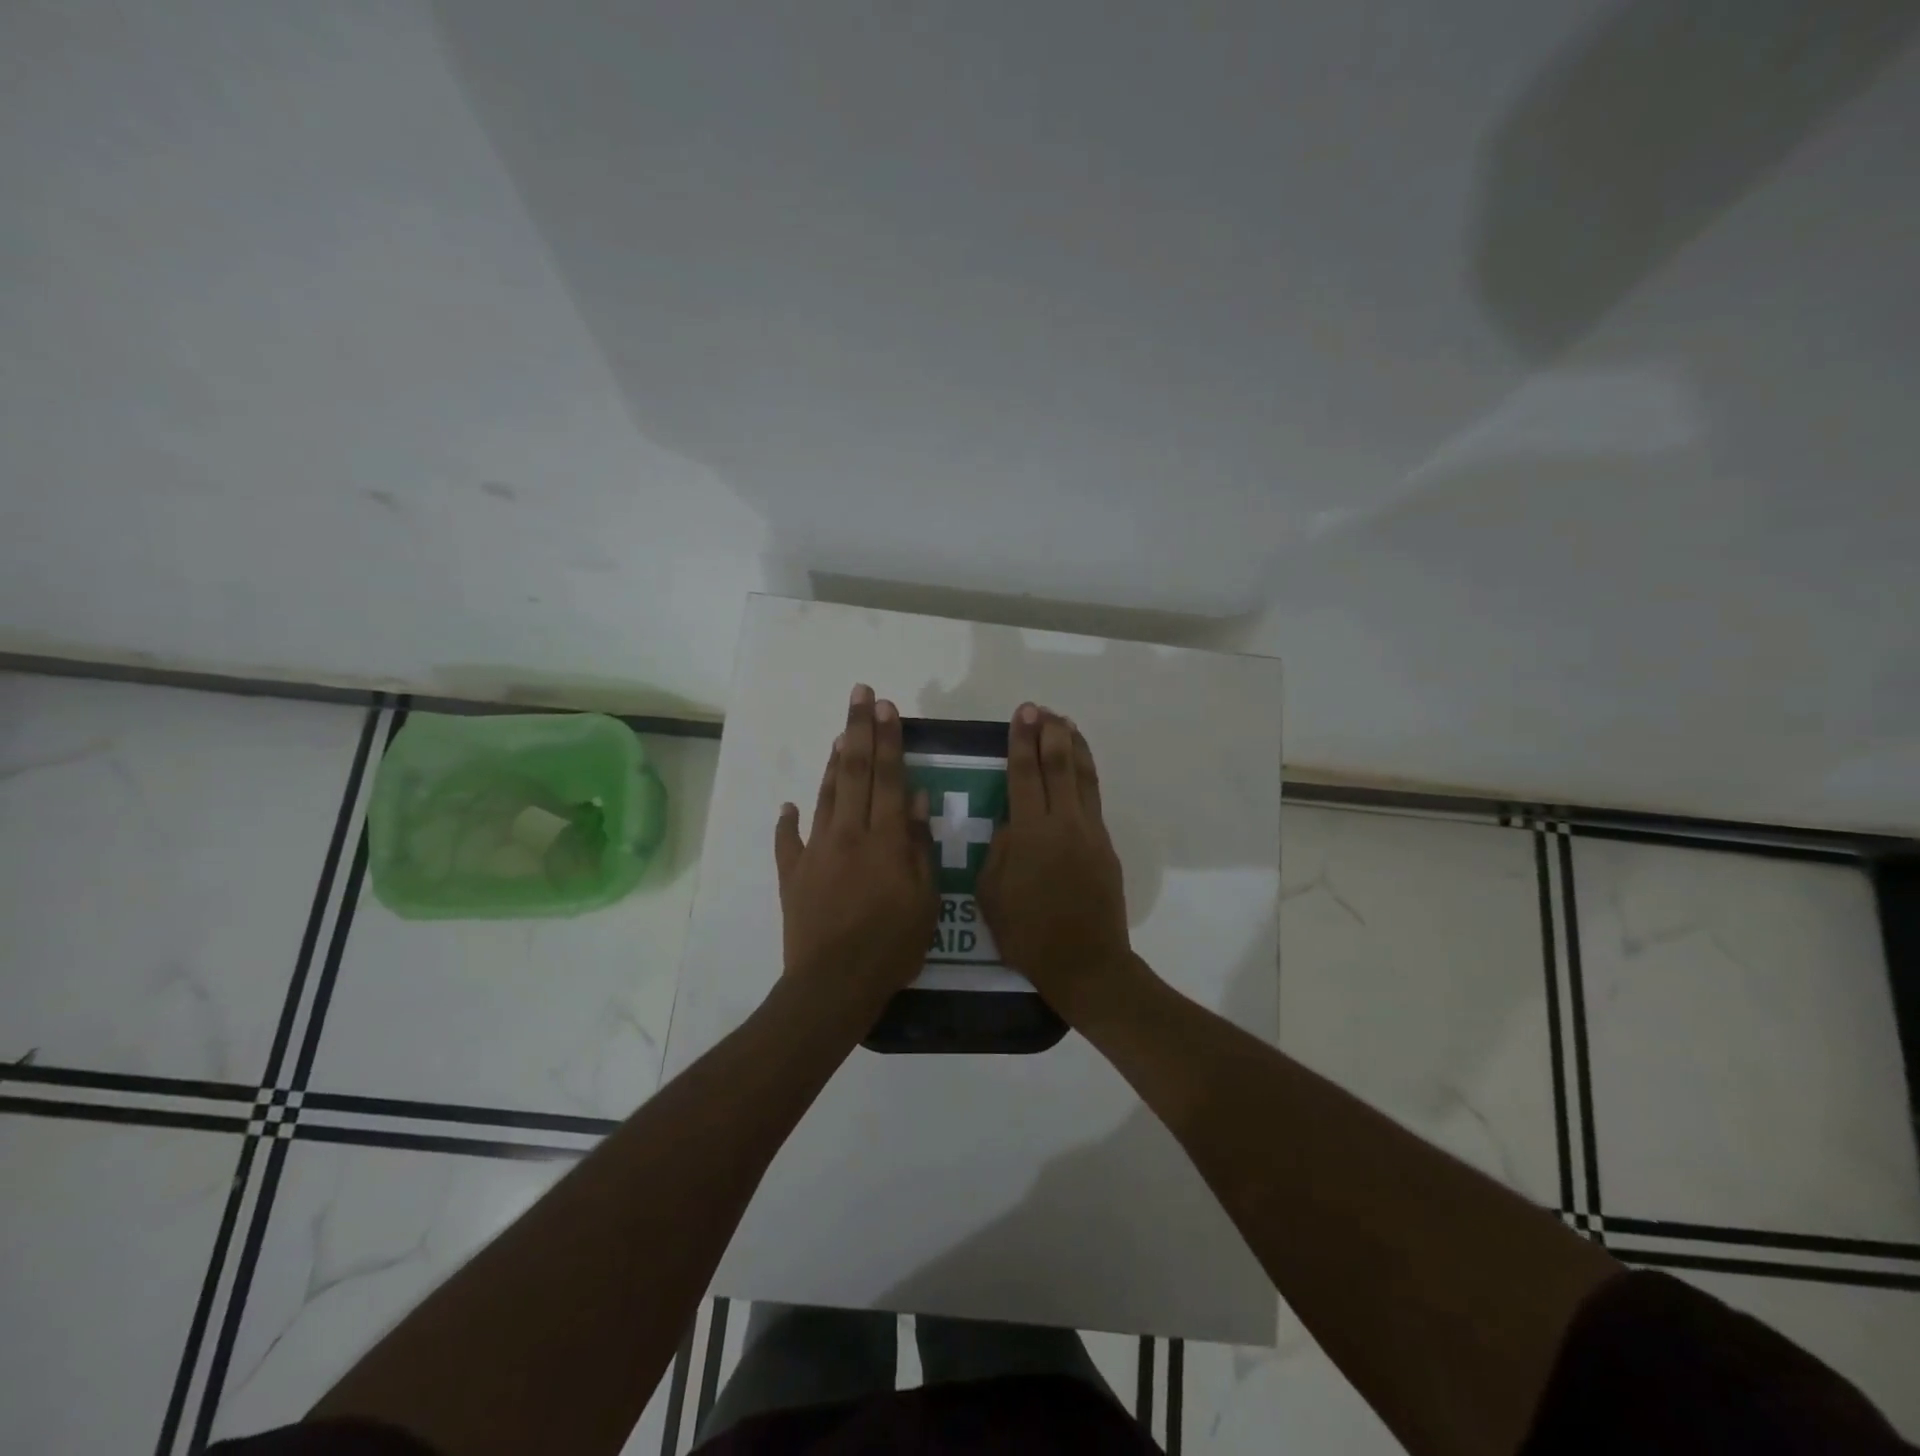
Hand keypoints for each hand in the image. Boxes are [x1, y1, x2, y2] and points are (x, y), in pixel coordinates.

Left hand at [774, 684, 936, 1014]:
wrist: (833, 984)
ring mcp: (816, 851)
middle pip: (855, 772)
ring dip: (833, 763)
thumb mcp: (926, 900)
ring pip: (826, 796)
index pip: (890, 777)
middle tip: (860, 694)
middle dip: (860, 730)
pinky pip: (789, 840)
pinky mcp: (793, 874)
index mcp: (885, 838)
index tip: (887, 707)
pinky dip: (789, 822)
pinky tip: (789, 806)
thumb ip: (920, 846)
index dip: (889, 739)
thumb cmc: (892, 946)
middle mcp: (849, 833)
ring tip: (840, 734)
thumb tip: (917, 799)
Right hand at [977, 704, 1134, 1021]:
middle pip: (1058, 766)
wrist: (1086, 962)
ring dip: (1075, 747)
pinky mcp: (1106, 847)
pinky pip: (1094, 800)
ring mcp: (1090, 833)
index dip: (1021, 742)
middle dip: (1049, 734)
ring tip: (1066, 724)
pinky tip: (1081, 768)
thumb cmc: (1028, 933)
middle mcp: (1063, 823)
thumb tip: (1010, 825)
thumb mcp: (991, 893)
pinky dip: (1087, 775)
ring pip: (1084, 778)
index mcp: (1030, 833)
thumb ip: (998, 851)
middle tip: (1042, 710)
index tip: (1023, 715)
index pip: (1023, 774)